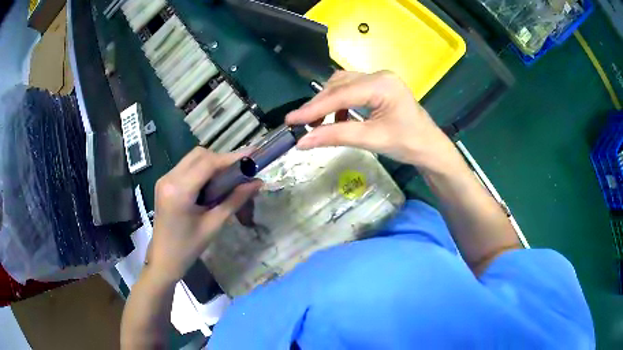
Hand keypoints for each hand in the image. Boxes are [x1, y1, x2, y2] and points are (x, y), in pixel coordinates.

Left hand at [147, 148, 261, 284]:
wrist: (163, 259)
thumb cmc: (188, 247)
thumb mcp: (214, 225)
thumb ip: (235, 200)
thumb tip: (257, 183)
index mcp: (179, 190)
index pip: (208, 163)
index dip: (232, 157)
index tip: (253, 154)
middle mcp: (169, 178)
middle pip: (199, 155)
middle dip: (221, 159)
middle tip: (240, 171)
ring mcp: (164, 179)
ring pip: (192, 158)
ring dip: (211, 163)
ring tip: (227, 178)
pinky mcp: (164, 183)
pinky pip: (186, 167)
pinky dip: (201, 170)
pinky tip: (211, 184)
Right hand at [286, 71, 452, 166]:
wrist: (430, 148)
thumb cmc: (408, 144)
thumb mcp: (371, 140)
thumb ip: (336, 136)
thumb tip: (302, 142)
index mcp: (381, 84)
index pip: (340, 94)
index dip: (313, 108)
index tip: (290, 120)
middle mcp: (378, 75)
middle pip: (339, 86)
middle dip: (318, 105)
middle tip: (300, 124)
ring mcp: (379, 79)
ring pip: (342, 85)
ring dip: (327, 103)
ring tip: (316, 123)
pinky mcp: (378, 87)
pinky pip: (351, 90)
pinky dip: (339, 104)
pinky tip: (337, 119)